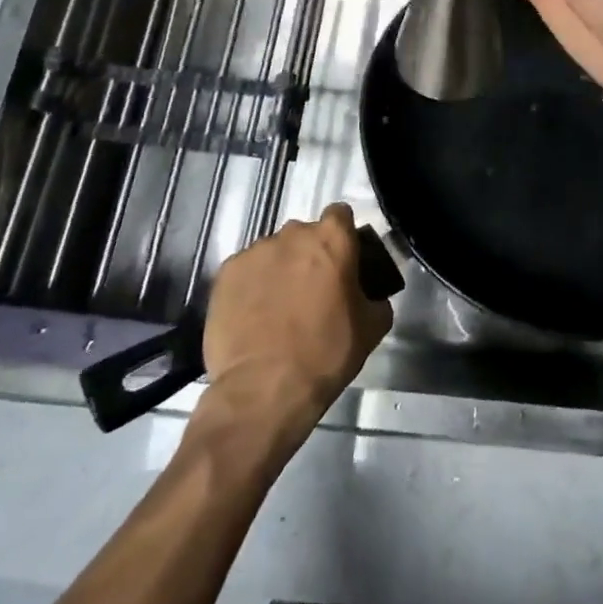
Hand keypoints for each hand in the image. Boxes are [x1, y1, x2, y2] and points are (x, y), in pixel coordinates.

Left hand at [200, 204, 392, 438]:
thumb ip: (376, 298)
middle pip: (304, 234)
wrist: (264, 389)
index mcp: (332, 238)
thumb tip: (372, 295)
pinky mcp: (225, 273)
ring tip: (277, 308)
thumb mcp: (371, 328)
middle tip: (312, 290)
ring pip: (273, 252)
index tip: (342, 261)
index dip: (342, 236)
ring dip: (279, 270)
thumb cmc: (326, 353)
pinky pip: (245, 271)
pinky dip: (251, 286)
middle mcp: (293, 234)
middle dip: (309, 255)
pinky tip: (253, 316)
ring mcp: (255, 251)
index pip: (340, 215)